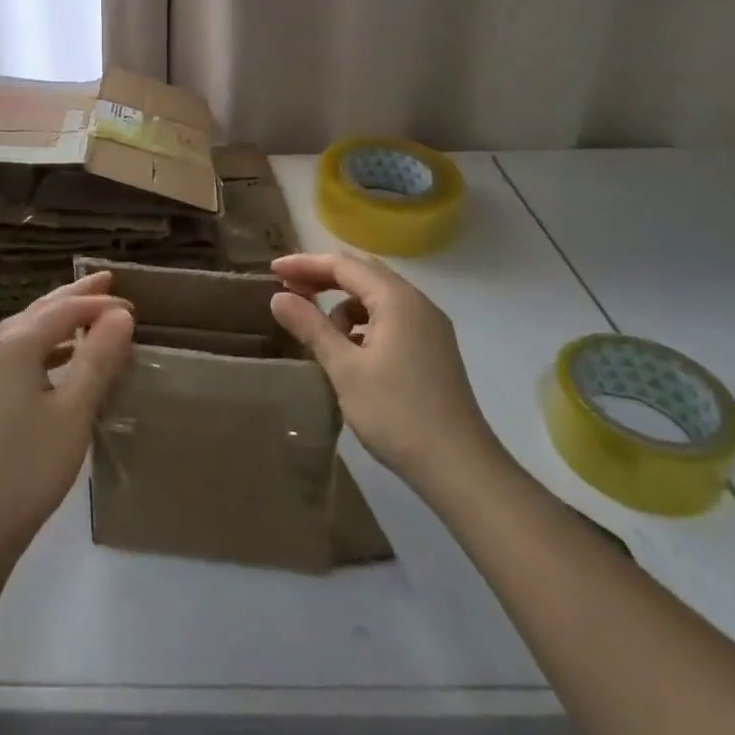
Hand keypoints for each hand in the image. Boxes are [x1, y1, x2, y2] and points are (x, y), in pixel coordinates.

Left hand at [0, 272, 134, 560]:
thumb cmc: (30, 465)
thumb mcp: (75, 410)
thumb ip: (98, 358)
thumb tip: (121, 315)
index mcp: (17, 344)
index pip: (64, 309)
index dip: (99, 304)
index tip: (134, 308)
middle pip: (41, 310)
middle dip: (75, 295)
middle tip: (107, 281)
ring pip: (28, 328)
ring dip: (59, 317)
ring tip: (89, 314)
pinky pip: (21, 351)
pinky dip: (47, 343)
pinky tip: (64, 360)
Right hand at [269, 251, 503, 492]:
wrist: (461, 469)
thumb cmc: (397, 414)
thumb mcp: (345, 369)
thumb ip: (311, 327)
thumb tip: (279, 298)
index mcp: (396, 299)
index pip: (343, 265)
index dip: (305, 264)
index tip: (273, 273)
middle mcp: (417, 303)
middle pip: (362, 274)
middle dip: (323, 278)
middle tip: (289, 292)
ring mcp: (429, 326)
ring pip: (377, 297)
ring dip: (344, 305)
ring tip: (320, 333)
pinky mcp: (433, 349)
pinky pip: (391, 318)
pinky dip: (364, 324)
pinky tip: (351, 351)